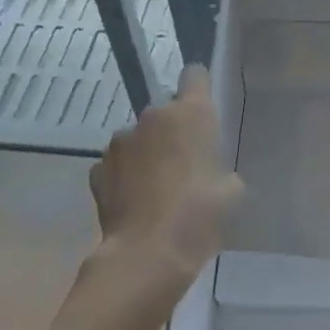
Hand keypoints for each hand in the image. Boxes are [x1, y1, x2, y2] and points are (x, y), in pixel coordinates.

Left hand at [88, 66, 243, 297]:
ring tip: (156, 188)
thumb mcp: (232, 190)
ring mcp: (119, 142)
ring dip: (147, 153)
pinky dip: (125, 177)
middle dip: (173, 130)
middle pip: (165, 111)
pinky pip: (117, 165)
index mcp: (191, 113)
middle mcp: (152, 117)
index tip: (205, 109)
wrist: (147, 253)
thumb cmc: (201, 214)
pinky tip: (135, 203)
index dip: (200, 88)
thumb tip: (209, 171)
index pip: (195, 75)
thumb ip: (220, 167)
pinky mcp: (97, 170)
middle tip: (185, 162)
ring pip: (139, 138)